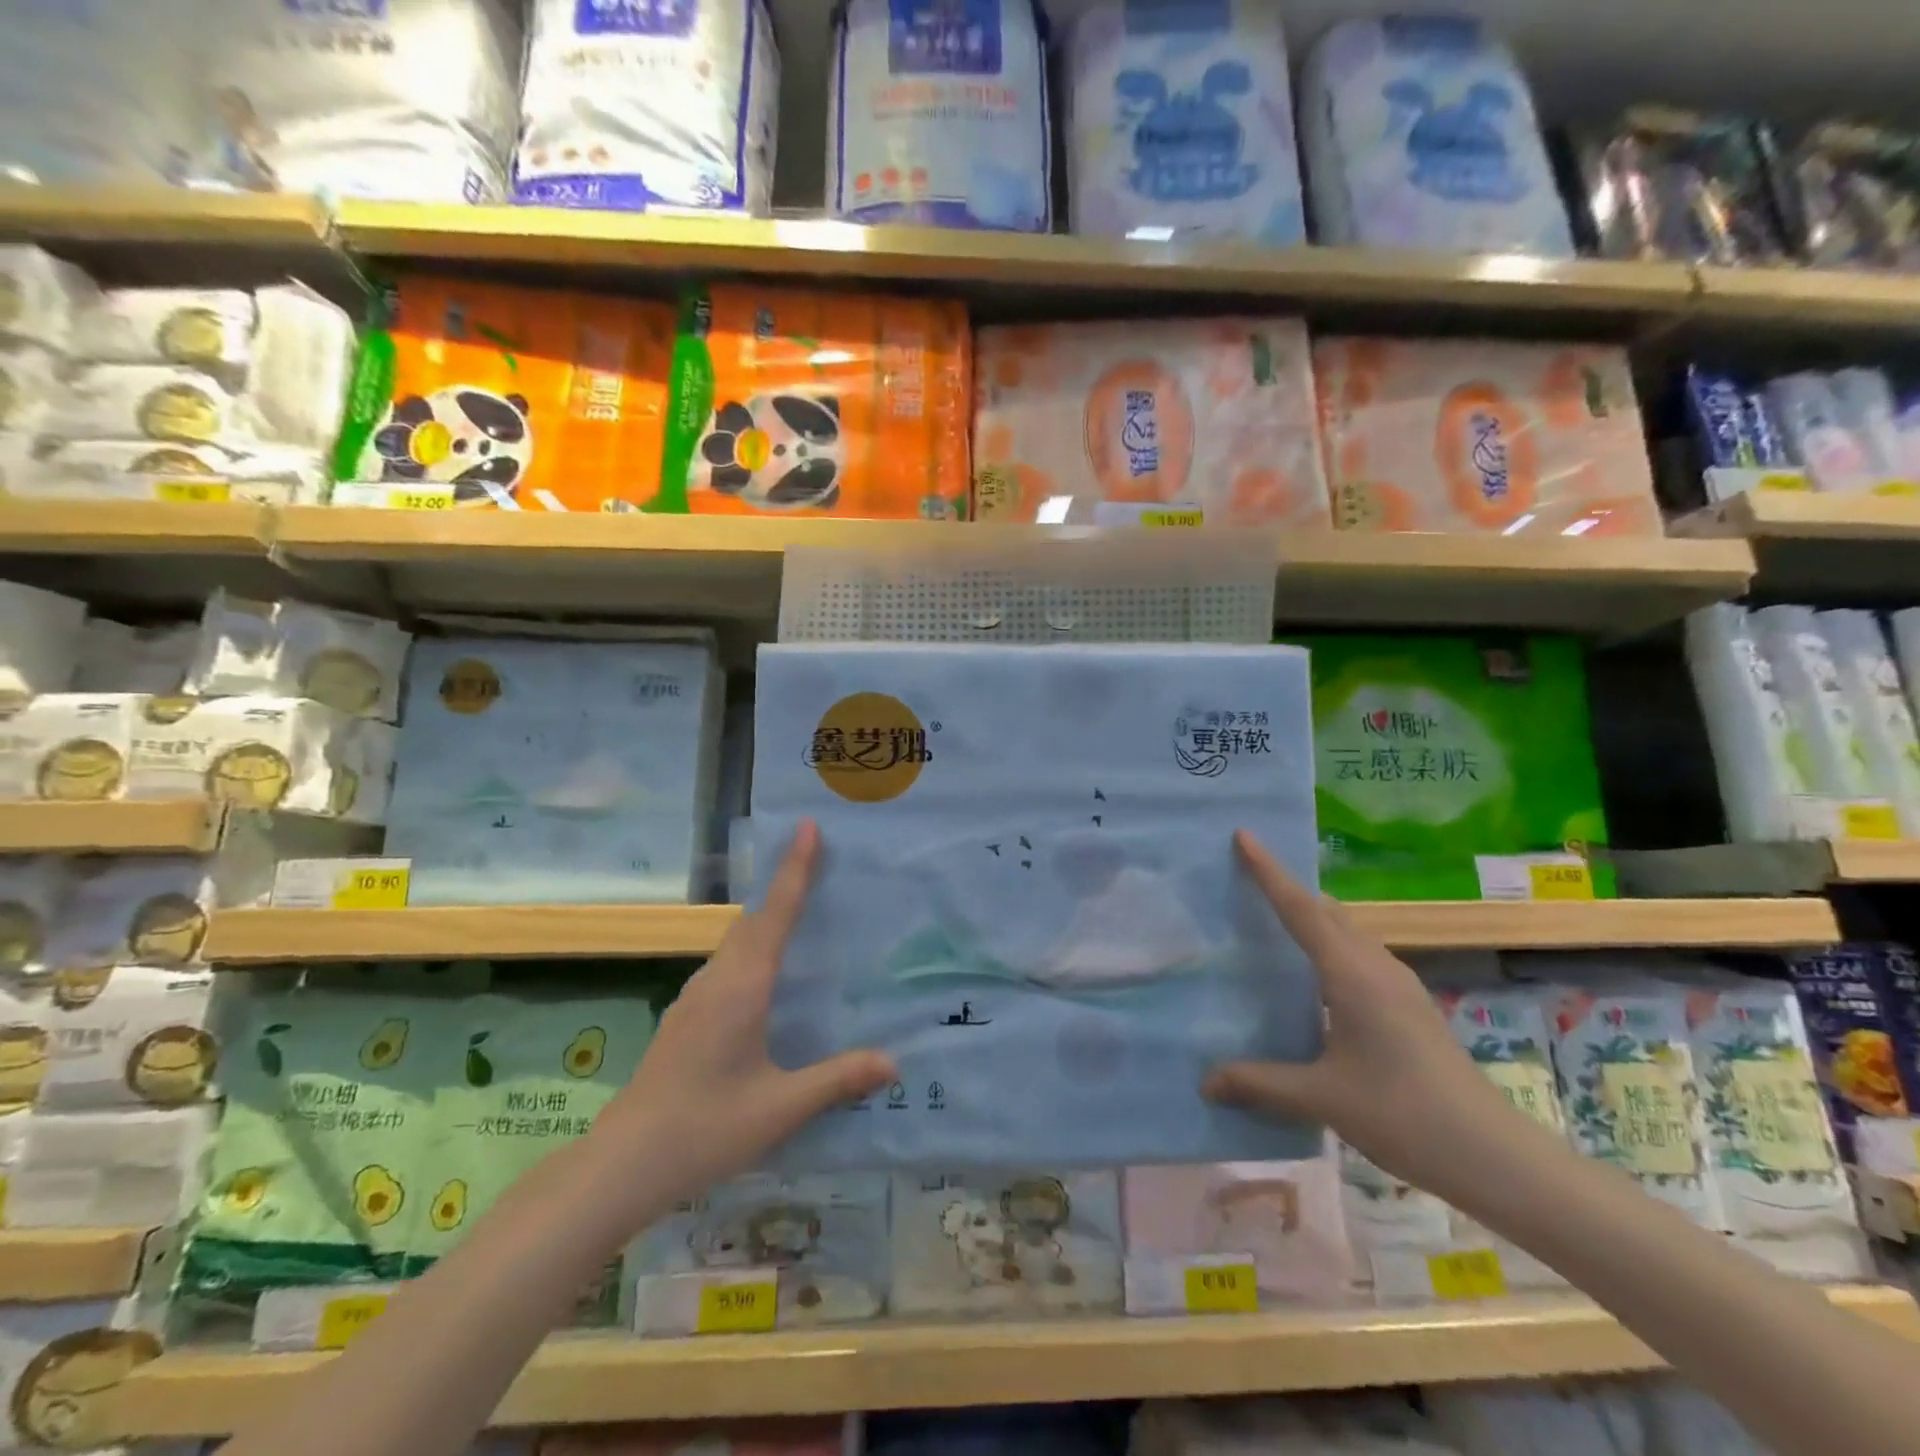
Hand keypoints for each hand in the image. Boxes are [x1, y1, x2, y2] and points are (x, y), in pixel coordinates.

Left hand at [595, 820, 894, 1208]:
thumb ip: (837, 1079)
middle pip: (755, 918)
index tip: (807, 828)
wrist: (623, 1162)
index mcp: (743, 986)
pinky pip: (728, 964)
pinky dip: (754, 948)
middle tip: (820, 862)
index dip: (795, 869)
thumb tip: (893, 1062)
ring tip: (802, 914)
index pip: (775, 914)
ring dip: (768, 918)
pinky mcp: (687, 1016)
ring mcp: (696, 996)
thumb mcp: (781, 1107)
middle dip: (785, 885)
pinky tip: (768, 978)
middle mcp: (718, 979)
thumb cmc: (705, 1128)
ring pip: (738, 941)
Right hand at [1202, 831, 1537, 1201]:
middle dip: (1287, 888)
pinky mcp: (1409, 1006)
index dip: (1269, 872)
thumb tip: (1205, 1082)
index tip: (1244, 836)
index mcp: (1351, 974)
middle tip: (1245, 878)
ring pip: (1347, 932)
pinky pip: (1358, 955)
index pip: (1301, 909)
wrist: (1494, 1156)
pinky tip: (1312, 979)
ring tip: (1271, 922)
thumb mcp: (1322, 1097)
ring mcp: (1398, 985)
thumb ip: (1259, 1083)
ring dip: (1311, 917)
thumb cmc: (1403, 1115)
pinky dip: (1328, 946)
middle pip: (1326, 911)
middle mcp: (1376, 967)